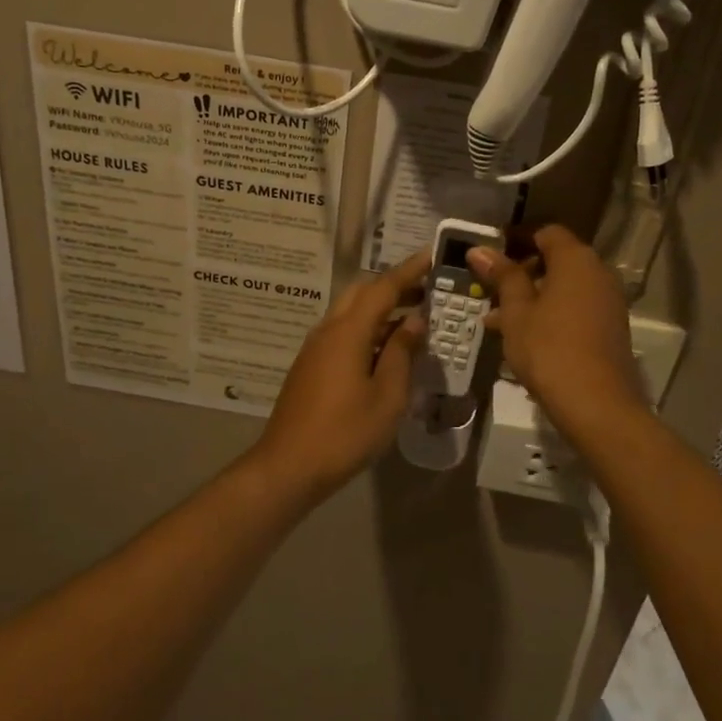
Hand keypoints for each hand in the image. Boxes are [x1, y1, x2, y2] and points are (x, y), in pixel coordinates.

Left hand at [246, 251, 429, 501]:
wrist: (289, 465)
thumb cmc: (345, 432)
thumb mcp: (387, 396)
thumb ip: (402, 353)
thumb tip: (414, 322)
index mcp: (348, 332)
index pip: (383, 288)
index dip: (410, 270)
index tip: (432, 255)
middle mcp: (328, 330)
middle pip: (362, 293)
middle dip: (394, 287)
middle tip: (427, 292)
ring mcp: (315, 348)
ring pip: (350, 313)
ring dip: (381, 310)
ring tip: (413, 320)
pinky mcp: (310, 366)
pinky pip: (342, 334)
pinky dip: (367, 330)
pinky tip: (386, 350)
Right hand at [468, 225, 646, 436]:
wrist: (596, 403)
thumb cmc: (548, 349)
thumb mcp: (516, 311)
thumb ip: (502, 276)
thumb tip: (479, 249)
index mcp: (576, 259)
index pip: (546, 232)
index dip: (517, 238)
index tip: (490, 254)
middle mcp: (598, 272)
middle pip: (557, 259)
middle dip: (521, 272)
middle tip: (490, 289)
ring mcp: (608, 301)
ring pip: (564, 287)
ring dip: (532, 296)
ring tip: (497, 319)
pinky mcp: (610, 327)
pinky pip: (575, 307)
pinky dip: (550, 313)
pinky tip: (523, 336)